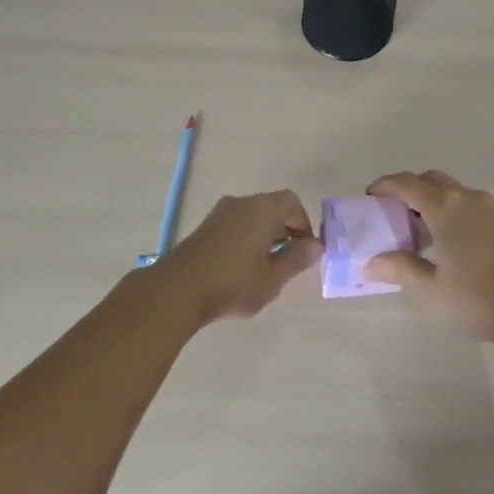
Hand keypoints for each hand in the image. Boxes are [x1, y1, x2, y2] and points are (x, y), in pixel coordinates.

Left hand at [150, 191, 321, 326]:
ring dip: (265, 234)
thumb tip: (315, 245)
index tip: (305, 251)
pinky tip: (242, 266)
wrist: (177, 290)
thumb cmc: (233, 282)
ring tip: (266, 267)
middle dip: (286, 229)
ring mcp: (220, 213)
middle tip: (288, 260)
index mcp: (263, 208)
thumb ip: (297, 259)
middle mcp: (242, 203)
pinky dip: (247, 237)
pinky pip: (236, 224)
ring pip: (253, 216)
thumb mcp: (273, 277)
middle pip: (273, 206)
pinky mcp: (205, 227)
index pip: (293, 203)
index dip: (304, 225)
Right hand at [362, 171, 493, 341]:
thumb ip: (400, 268)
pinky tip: (442, 237)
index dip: (385, 185)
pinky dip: (448, 206)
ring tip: (415, 228)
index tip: (369, 196)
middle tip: (391, 212)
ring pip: (450, 188)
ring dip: (429, 197)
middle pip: (430, 179)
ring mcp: (486, 207)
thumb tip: (370, 264)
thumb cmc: (475, 297)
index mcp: (445, 207)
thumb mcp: (430, 287)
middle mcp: (465, 197)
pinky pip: (465, 200)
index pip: (407, 183)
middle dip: (408, 188)